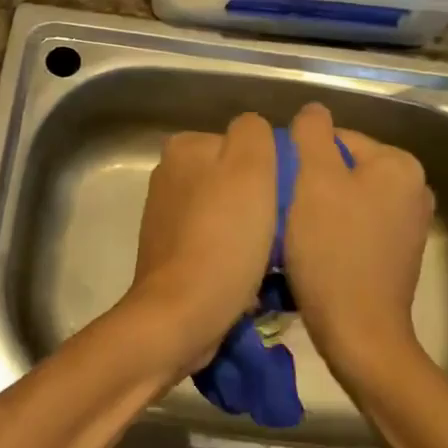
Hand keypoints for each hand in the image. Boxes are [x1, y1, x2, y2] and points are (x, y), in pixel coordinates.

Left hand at [125, 113, 277, 372]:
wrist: (181, 314)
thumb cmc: (223, 237)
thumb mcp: (251, 167)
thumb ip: (254, 132)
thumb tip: (255, 132)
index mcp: (184, 147)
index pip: (244, 143)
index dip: (270, 169)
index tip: (283, 199)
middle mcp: (168, 175)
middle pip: (234, 179)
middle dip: (258, 202)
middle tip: (279, 230)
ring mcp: (165, 216)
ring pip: (226, 212)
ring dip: (247, 232)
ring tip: (265, 258)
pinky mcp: (168, 253)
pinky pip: (213, 243)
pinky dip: (230, 255)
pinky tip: (244, 276)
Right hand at [282, 102, 434, 382]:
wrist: (359, 333)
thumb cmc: (333, 250)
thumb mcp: (314, 179)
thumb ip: (311, 134)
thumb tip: (313, 111)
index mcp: (400, 164)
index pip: (337, 138)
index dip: (301, 158)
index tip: (280, 187)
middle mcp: (414, 188)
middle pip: (343, 167)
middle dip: (311, 183)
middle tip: (283, 208)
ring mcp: (410, 224)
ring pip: (347, 197)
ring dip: (318, 208)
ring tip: (293, 231)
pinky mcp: (398, 254)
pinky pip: (357, 225)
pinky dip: (334, 231)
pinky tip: (313, 251)